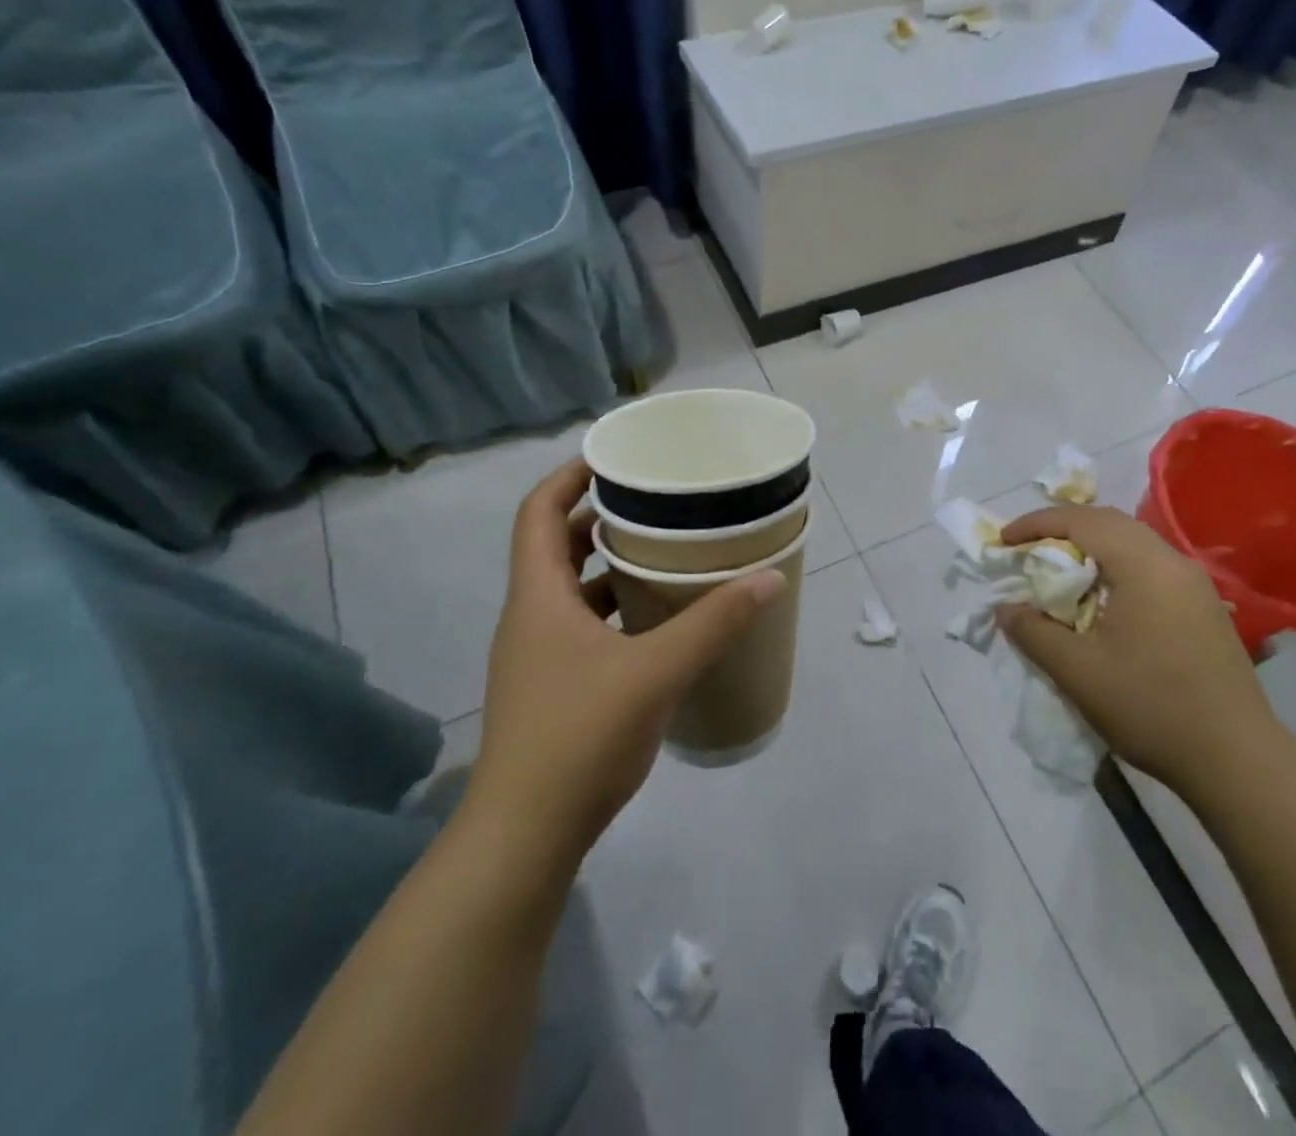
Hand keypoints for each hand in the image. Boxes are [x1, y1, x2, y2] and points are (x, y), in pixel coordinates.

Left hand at [462, 459, 784, 869]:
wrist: (525, 836)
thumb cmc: (580, 736)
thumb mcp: (656, 671)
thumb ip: (714, 622)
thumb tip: (769, 578)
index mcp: (537, 597)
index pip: (538, 512)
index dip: (569, 477)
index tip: (615, 460)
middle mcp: (529, 617)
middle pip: (554, 545)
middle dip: (598, 517)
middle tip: (653, 502)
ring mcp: (536, 656)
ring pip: (569, 589)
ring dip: (607, 565)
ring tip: (661, 552)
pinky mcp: (551, 688)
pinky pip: (580, 626)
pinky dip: (612, 609)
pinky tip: (654, 623)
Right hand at [997, 505, 1278, 802]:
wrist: (1237, 760)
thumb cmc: (1151, 708)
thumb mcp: (1078, 672)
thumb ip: (1034, 633)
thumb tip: (1006, 609)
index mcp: (1144, 566)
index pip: (1082, 521)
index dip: (1037, 523)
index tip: (1004, 541)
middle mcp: (1173, 562)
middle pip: (1110, 521)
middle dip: (1063, 527)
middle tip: (1028, 548)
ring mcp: (1194, 584)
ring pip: (1133, 542)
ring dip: (1091, 545)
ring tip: (1059, 569)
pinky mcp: (1203, 607)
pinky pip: (1150, 565)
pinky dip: (1115, 565)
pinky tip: (1102, 597)